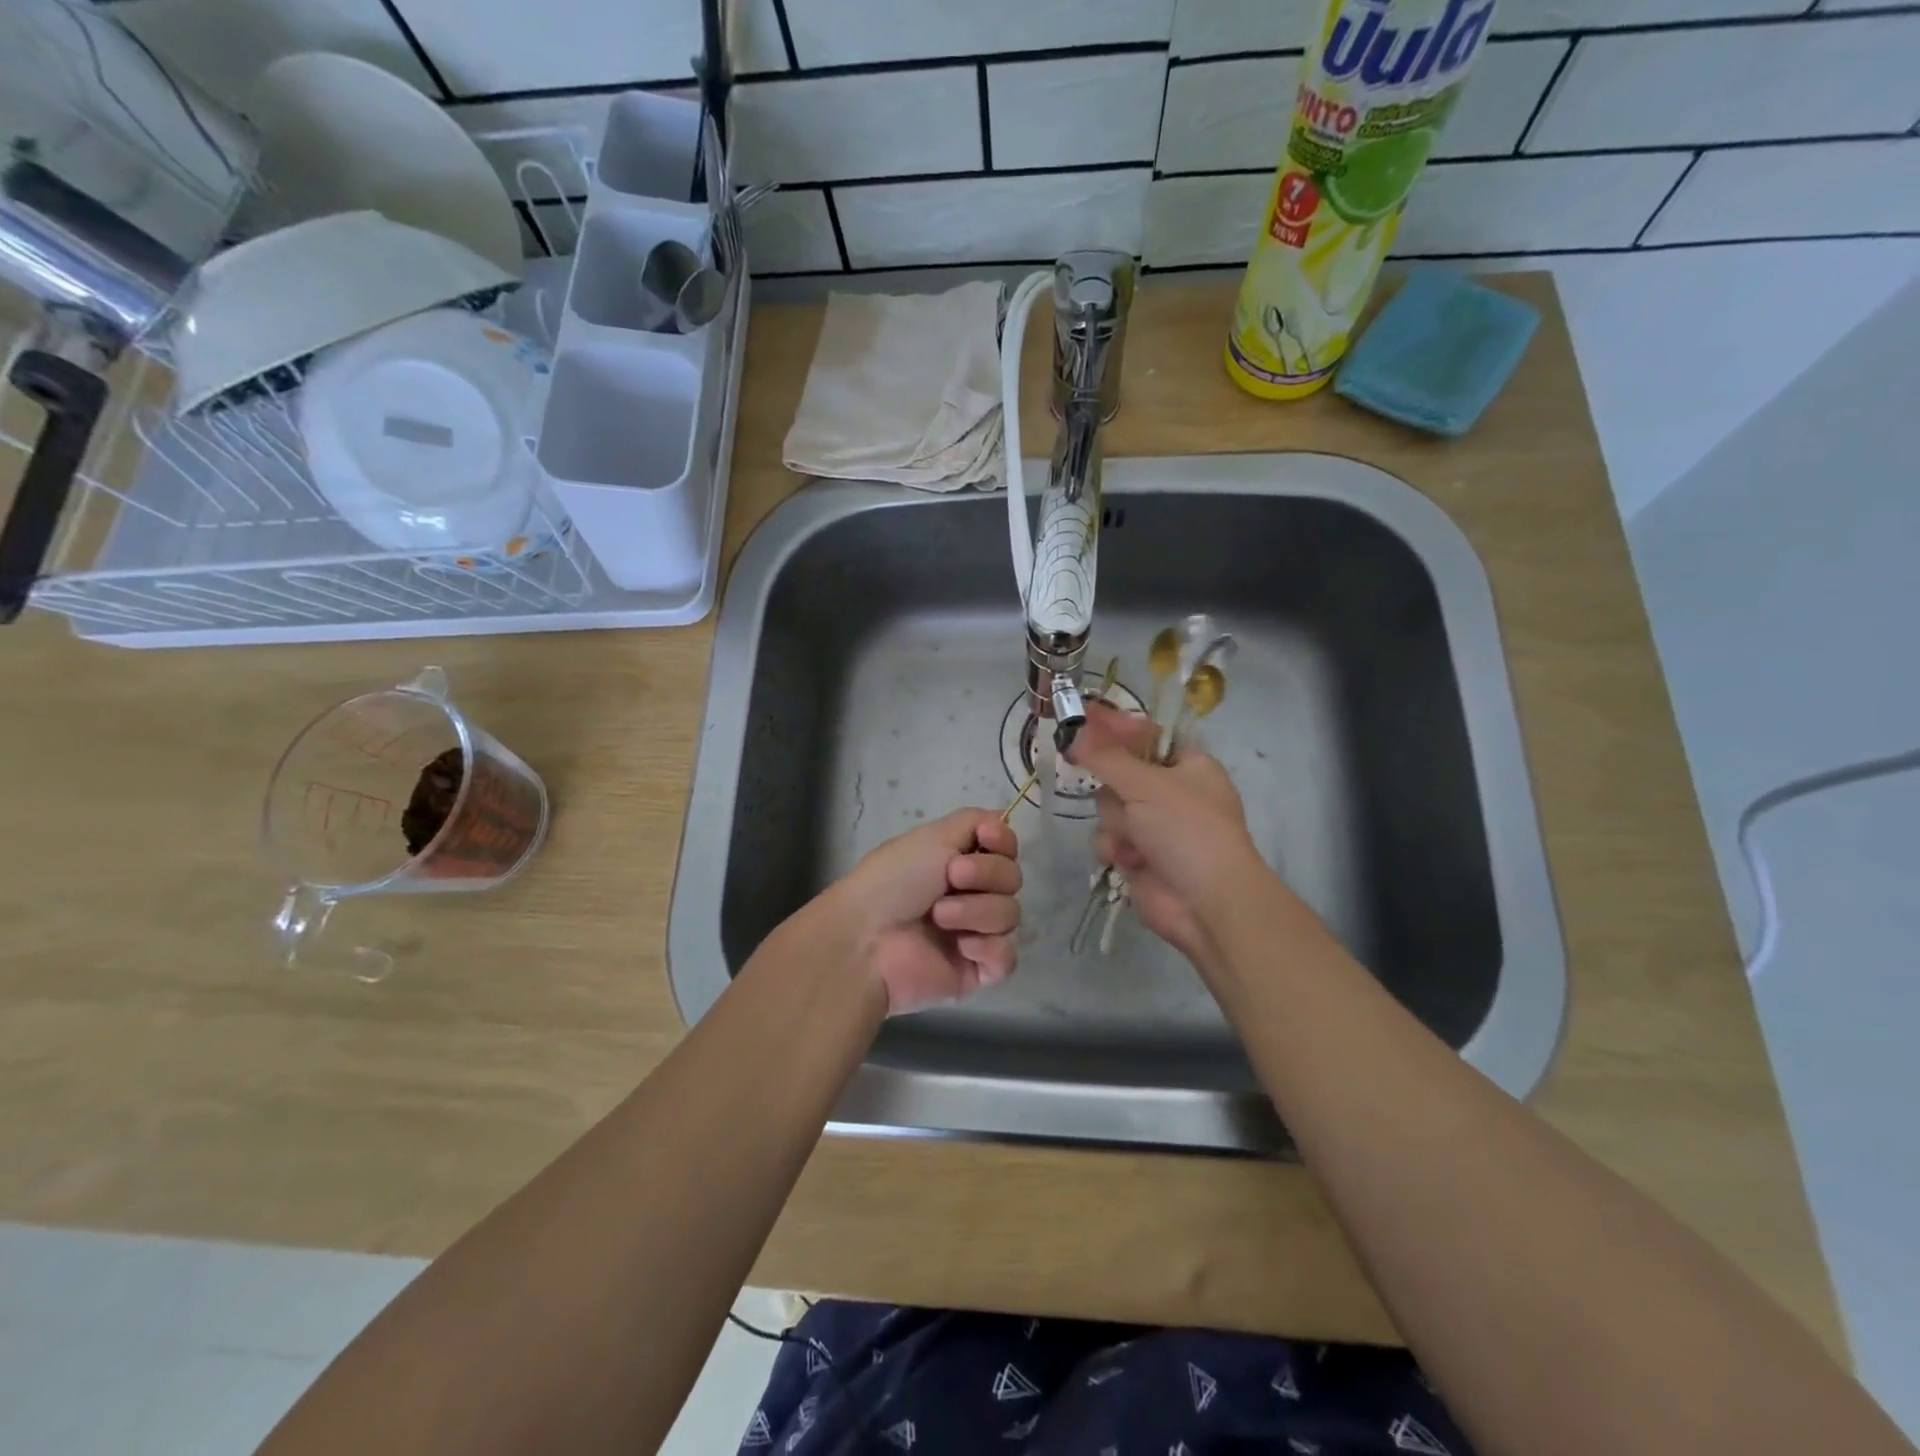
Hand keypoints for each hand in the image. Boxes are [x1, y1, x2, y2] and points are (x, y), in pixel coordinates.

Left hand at [818, 810, 1022, 1014]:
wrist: (867, 938)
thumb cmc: (893, 880)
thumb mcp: (932, 835)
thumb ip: (974, 820)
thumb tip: (1003, 818)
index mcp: (960, 861)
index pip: (1007, 848)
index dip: (1004, 841)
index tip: (985, 838)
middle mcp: (971, 894)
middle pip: (1013, 878)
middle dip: (985, 875)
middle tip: (950, 878)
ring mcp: (975, 933)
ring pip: (1010, 915)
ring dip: (975, 911)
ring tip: (939, 917)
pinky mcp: (977, 970)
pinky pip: (1006, 957)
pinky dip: (987, 948)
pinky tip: (961, 947)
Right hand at [1067, 701, 1265, 965]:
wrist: (1207, 903)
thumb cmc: (1186, 830)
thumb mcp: (1146, 784)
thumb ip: (1105, 756)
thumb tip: (1074, 728)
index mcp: (1188, 765)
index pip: (1145, 734)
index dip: (1115, 726)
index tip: (1082, 716)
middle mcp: (1172, 793)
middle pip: (1119, 773)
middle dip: (1113, 787)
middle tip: (1102, 781)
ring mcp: (1155, 827)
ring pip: (1110, 808)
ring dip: (1115, 823)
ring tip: (1133, 839)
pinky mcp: (1140, 857)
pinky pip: (1110, 839)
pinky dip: (1115, 849)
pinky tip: (1128, 860)